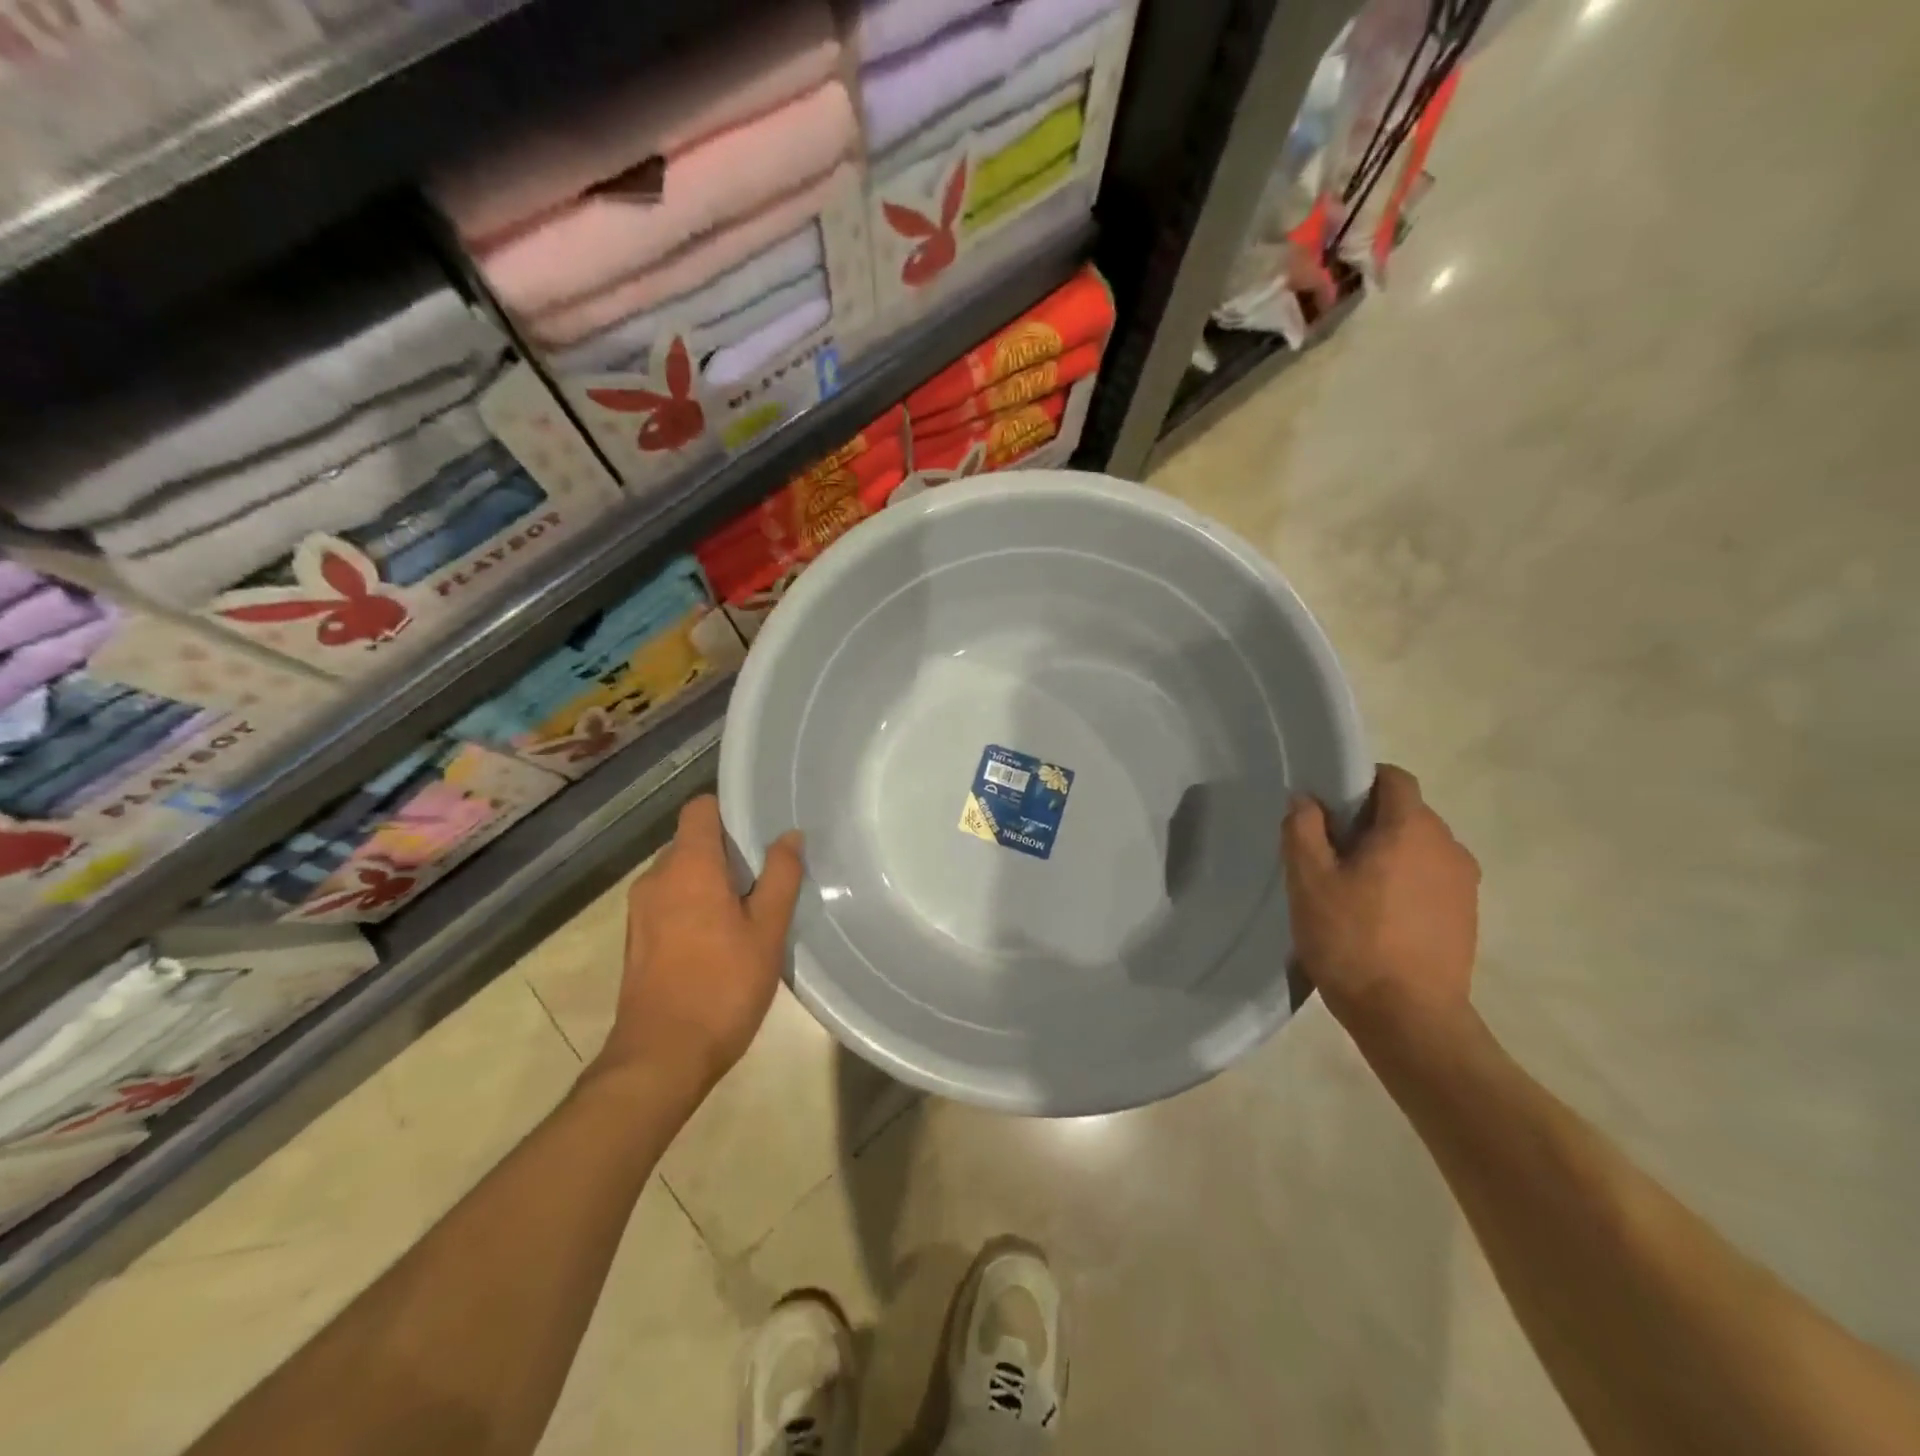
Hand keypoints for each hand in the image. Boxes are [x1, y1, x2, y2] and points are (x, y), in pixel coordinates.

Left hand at [600, 795, 803, 1094]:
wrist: (662, 1057)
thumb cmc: (723, 987)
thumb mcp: (767, 930)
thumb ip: (781, 876)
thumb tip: (790, 835)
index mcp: (687, 866)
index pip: (700, 808)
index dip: (729, 811)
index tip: (761, 830)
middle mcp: (656, 878)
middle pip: (692, 842)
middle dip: (727, 852)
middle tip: (766, 877)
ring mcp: (640, 910)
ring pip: (681, 874)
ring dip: (711, 882)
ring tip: (748, 910)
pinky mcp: (637, 939)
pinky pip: (670, 902)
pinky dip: (694, 906)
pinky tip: (721, 939)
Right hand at [1282, 765, 1480, 1047]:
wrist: (1410, 1019)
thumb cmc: (1353, 940)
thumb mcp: (1308, 880)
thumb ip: (1303, 829)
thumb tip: (1307, 800)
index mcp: (1412, 829)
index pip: (1393, 778)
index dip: (1358, 782)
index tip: (1327, 808)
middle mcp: (1448, 846)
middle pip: (1406, 812)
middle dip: (1367, 821)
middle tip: (1328, 852)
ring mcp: (1464, 883)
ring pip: (1418, 847)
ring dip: (1386, 853)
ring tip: (1350, 888)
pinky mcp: (1466, 915)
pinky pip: (1430, 878)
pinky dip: (1403, 881)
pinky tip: (1376, 915)